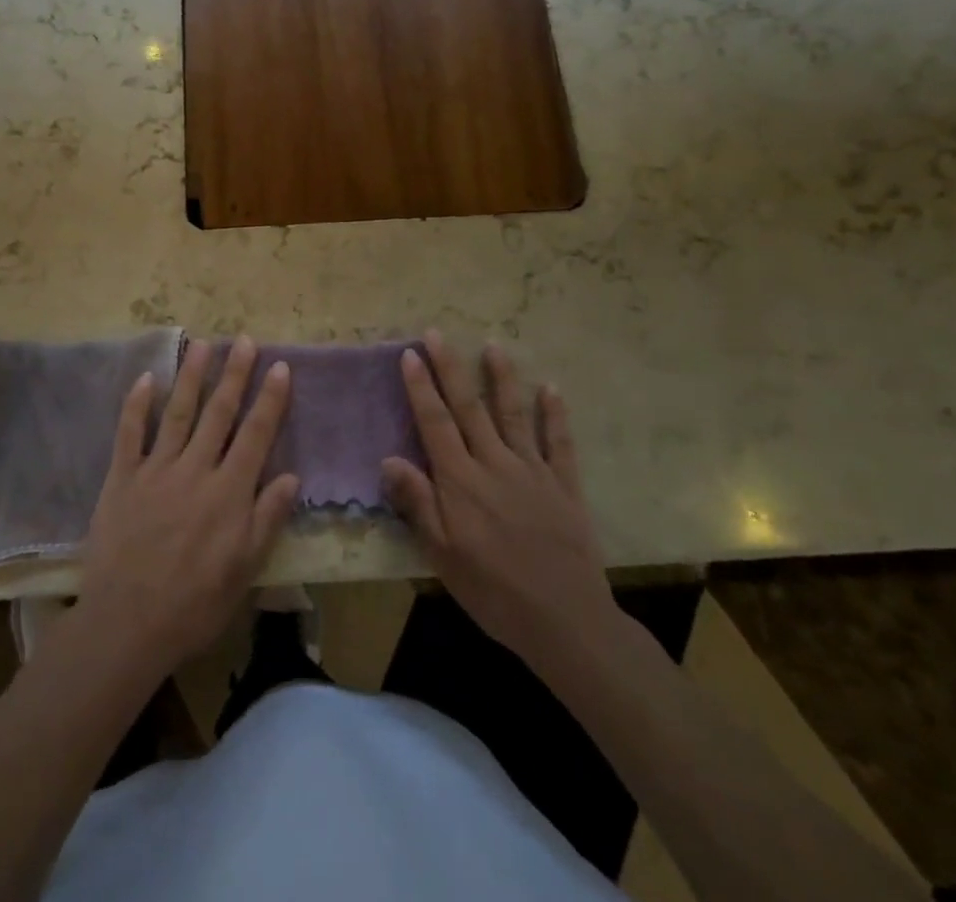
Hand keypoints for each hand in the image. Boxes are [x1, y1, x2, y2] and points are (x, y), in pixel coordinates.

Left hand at [75, 338, 299, 680]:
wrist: (127, 625)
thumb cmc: (194, 604)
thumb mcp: (245, 571)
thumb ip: (267, 519)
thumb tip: (292, 476)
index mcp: (229, 492)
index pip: (256, 434)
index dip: (270, 399)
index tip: (280, 366)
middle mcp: (195, 470)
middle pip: (219, 413)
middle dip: (234, 374)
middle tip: (243, 340)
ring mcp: (155, 470)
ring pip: (178, 413)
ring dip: (192, 376)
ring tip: (202, 344)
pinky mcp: (122, 479)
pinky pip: (129, 434)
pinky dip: (137, 404)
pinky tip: (147, 378)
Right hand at [381, 331, 621, 667]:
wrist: (565, 621)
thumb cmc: (493, 591)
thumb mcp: (443, 555)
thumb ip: (418, 503)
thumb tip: (389, 458)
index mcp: (461, 481)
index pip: (435, 423)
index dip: (421, 387)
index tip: (410, 354)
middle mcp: (495, 464)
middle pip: (469, 407)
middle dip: (451, 368)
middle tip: (437, 333)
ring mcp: (533, 471)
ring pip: (513, 414)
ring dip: (502, 378)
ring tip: (493, 346)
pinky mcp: (564, 485)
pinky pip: (560, 442)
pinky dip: (555, 414)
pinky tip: (551, 389)